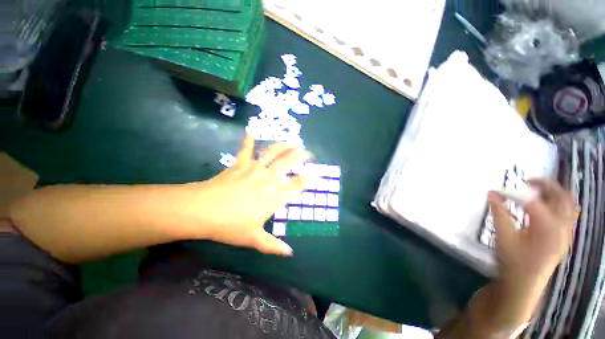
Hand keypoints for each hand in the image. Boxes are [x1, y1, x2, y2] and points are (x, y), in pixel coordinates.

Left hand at [185, 135, 310, 255]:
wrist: (202, 211)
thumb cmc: (230, 225)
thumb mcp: (253, 238)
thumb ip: (273, 245)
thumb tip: (289, 253)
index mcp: (274, 196)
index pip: (297, 186)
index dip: (309, 179)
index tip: (318, 173)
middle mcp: (269, 179)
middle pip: (289, 163)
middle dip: (301, 156)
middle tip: (308, 152)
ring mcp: (255, 169)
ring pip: (273, 153)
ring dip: (284, 145)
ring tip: (292, 140)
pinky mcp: (240, 163)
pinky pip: (246, 149)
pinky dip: (249, 139)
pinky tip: (252, 130)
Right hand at [488, 180, 577, 283]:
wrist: (524, 284)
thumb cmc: (513, 261)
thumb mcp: (503, 236)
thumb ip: (499, 212)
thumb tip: (491, 192)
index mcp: (546, 226)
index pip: (531, 199)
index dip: (514, 192)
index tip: (498, 191)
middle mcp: (561, 226)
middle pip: (561, 196)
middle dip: (544, 184)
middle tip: (526, 182)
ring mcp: (566, 231)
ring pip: (569, 203)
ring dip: (555, 193)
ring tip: (537, 191)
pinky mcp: (565, 237)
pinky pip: (569, 213)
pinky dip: (560, 204)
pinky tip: (546, 207)